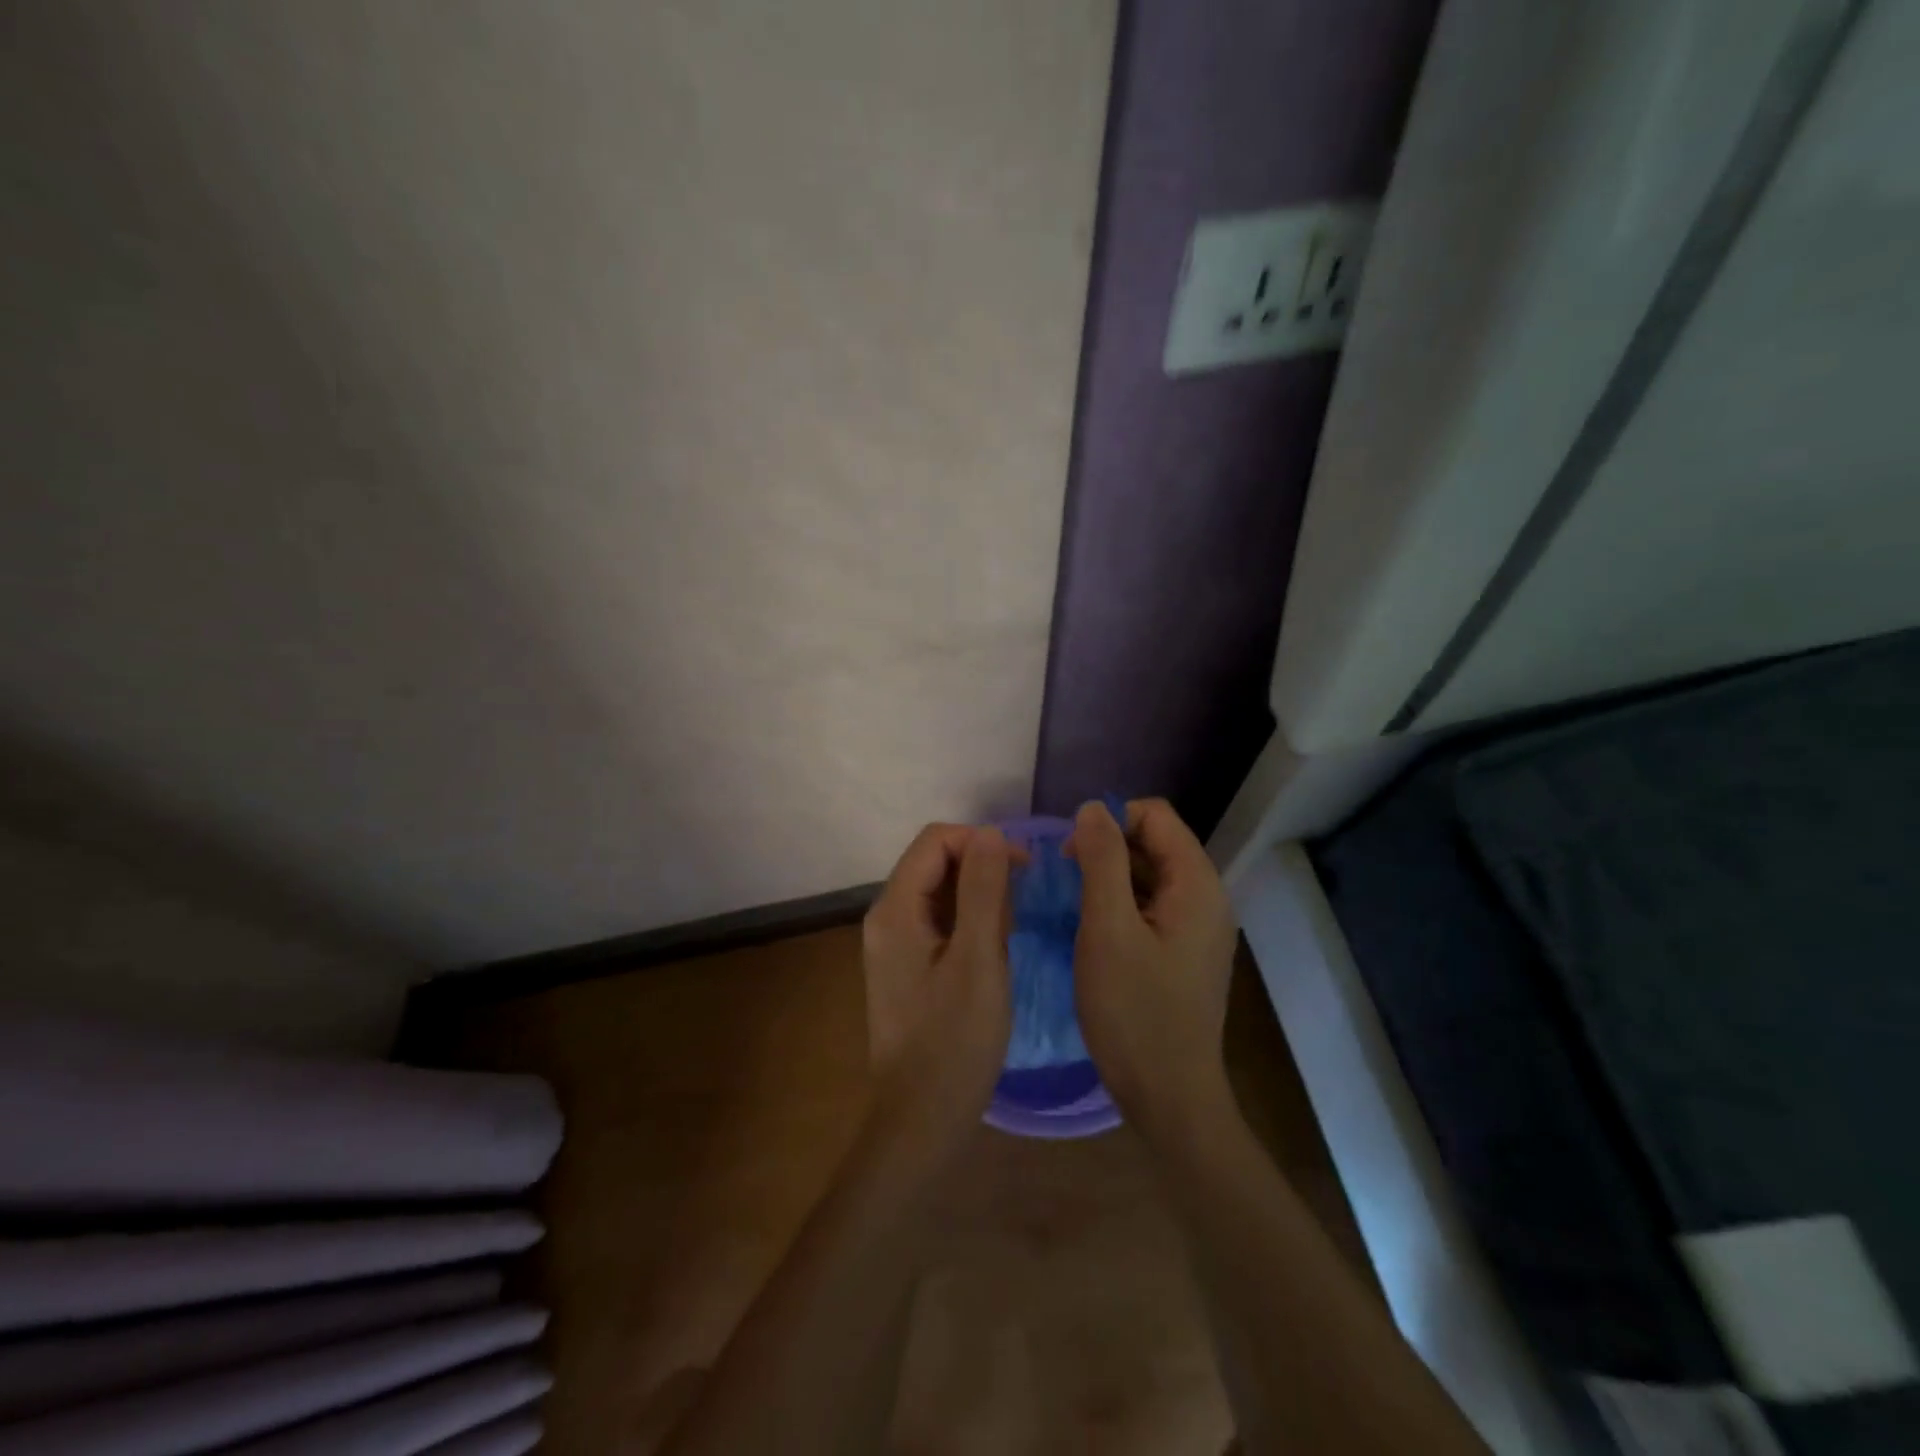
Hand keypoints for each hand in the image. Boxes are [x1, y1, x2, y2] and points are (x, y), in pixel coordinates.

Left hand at [860, 824, 1015, 1163]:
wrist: (920, 1120)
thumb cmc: (954, 1041)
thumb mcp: (978, 960)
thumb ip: (983, 891)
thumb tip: (989, 833)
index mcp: (894, 909)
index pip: (935, 841)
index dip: (981, 842)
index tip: (1023, 868)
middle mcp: (886, 917)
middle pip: (934, 862)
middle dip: (981, 869)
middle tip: (1021, 904)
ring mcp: (893, 943)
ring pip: (938, 892)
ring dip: (978, 896)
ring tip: (1010, 930)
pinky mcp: (905, 966)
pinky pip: (938, 921)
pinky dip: (968, 921)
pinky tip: (992, 950)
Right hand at [1067, 799, 1236, 1137]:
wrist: (1170, 1097)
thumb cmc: (1134, 1012)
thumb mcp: (1108, 928)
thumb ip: (1102, 861)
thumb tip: (1093, 808)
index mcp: (1197, 884)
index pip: (1155, 815)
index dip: (1110, 822)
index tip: (1073, 856)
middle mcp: (1206, 897)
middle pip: (1154, 842)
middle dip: (1108, 849)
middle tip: (1067, 883)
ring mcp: (1198, 927)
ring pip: (1150, 876)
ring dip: (1111, 879)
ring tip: (1075, 908)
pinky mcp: (1185, 952)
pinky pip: (1152, 906)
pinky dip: (1122, 906)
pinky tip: (1095, 932)